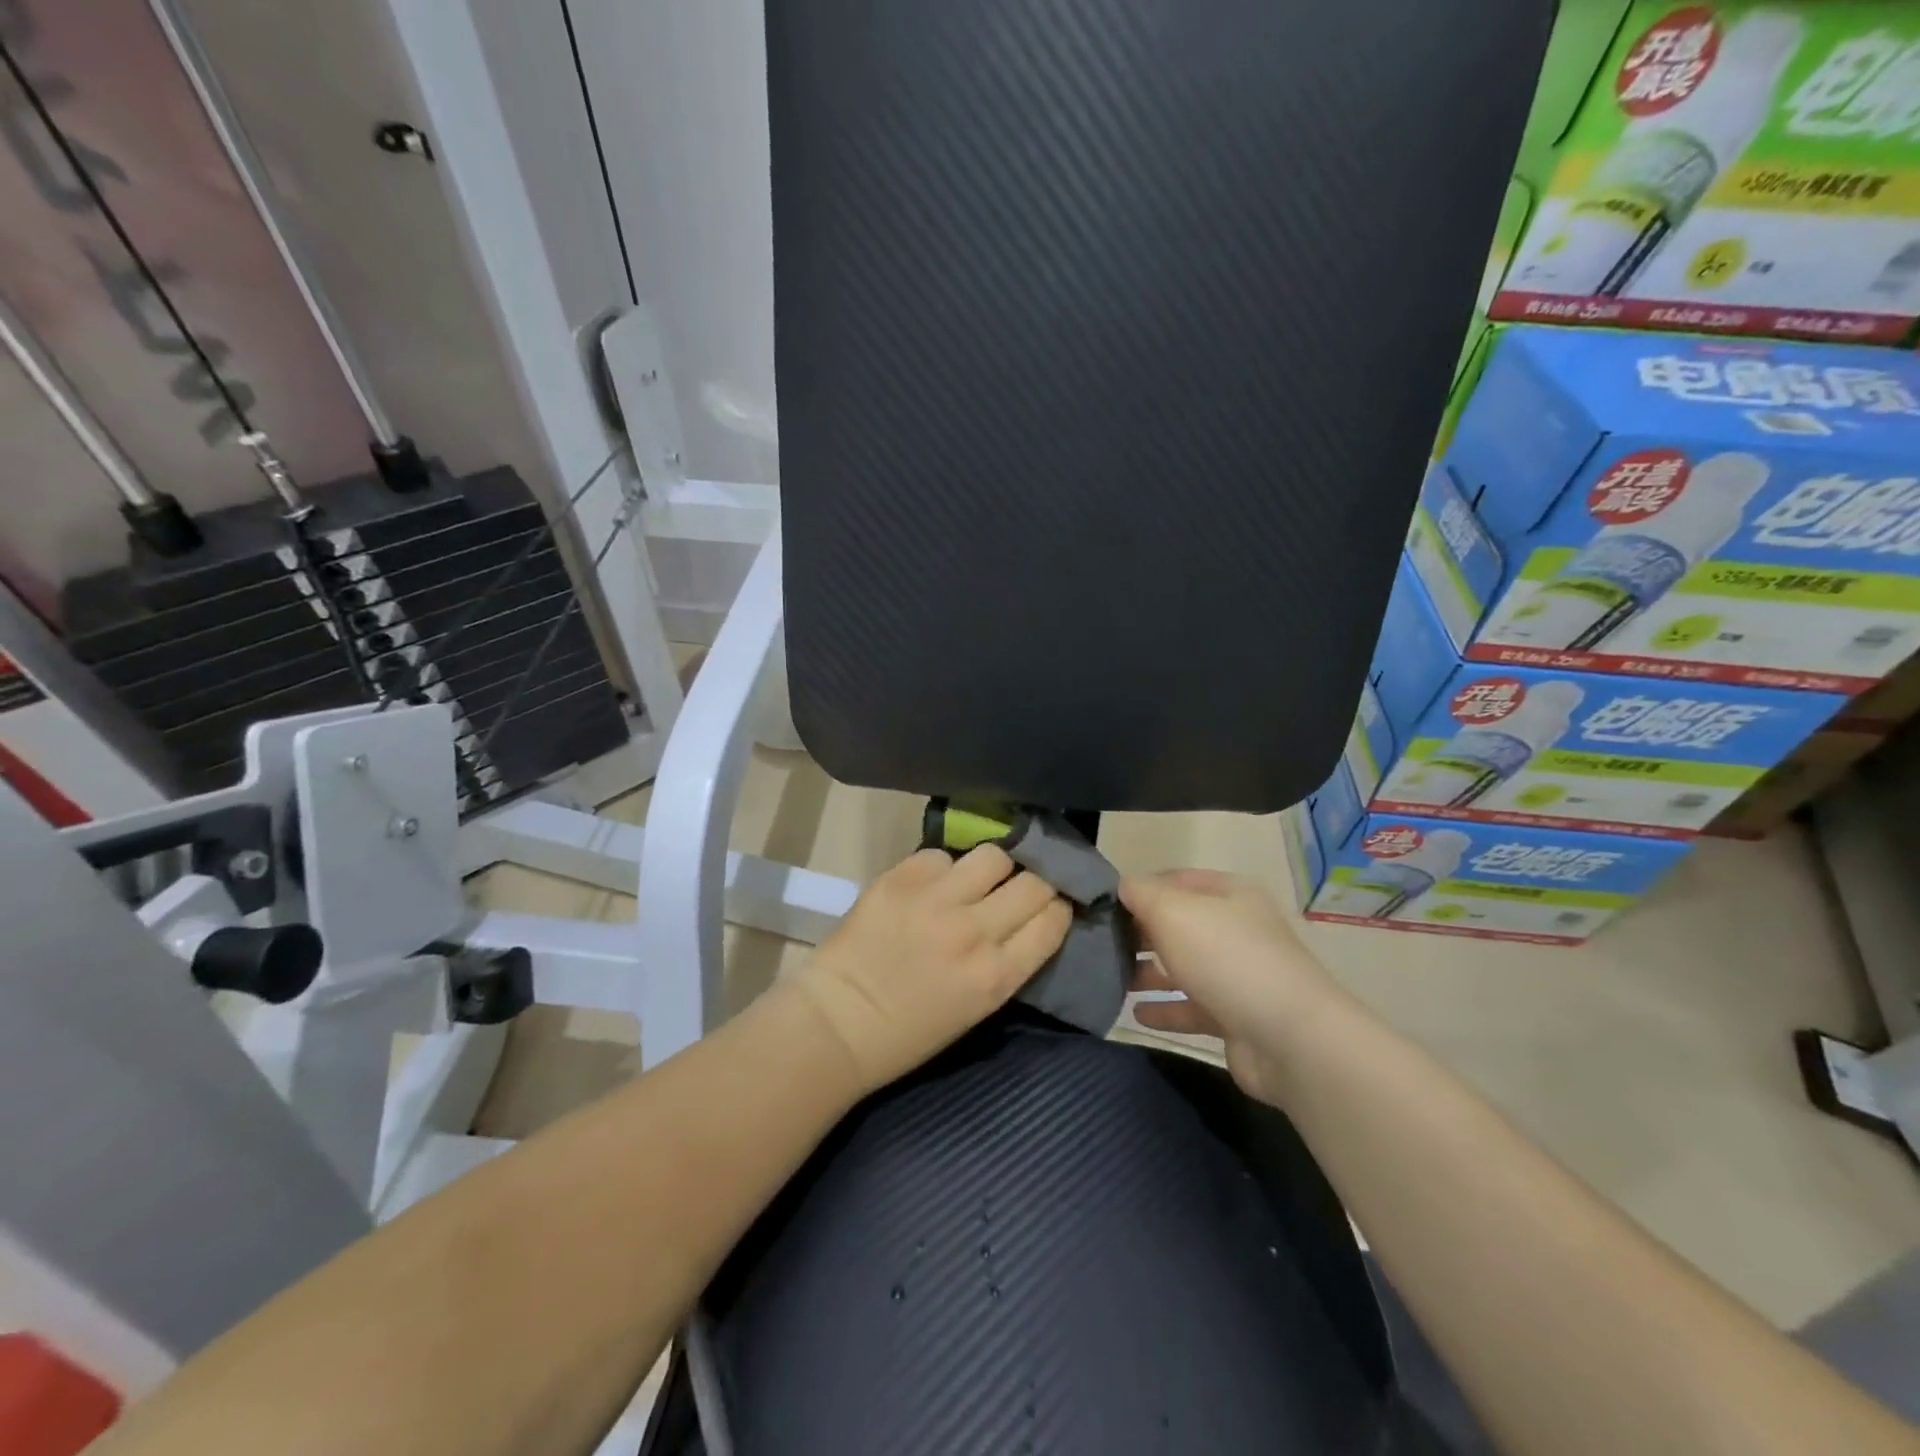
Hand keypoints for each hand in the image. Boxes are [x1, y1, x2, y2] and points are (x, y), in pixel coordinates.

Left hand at [791, 846, 1073, 1093]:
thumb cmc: (909, 1032)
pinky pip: (941, 856)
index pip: (1053, 920)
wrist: (838, 1023)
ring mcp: (936, 899)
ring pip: (993, 856)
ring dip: (992, 868)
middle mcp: (974, 930)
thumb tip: (1028, 919)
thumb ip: (1007, 961)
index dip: (1058, 907)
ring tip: (977, 880)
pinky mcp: (902, 878)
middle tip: (1021, 887)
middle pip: (1033, 882)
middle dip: (1036, 882)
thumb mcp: (976, 1008)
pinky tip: (931, 886)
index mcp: (996, 975)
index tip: (1051, 904)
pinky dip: (942, 868)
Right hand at [1122, 870, 1340, 1105]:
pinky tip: (1135, 1014)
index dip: (1140, 888)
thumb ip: (1141, 894)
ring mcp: (1238, 975)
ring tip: (1109, 978)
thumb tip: (1122, 886)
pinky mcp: (1236, 1017)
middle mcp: (1235, 929)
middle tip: (1099, 943)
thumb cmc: (1226, 958)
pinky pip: (1191, 1007)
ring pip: (1183, 966)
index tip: (1103, 904)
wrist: (1290, 1038)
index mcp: (1229, 894)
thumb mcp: (1173, 912)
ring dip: (1148, 972)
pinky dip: (1164, 1009)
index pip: (1175, 879)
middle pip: (1178, 923)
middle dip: (1140, 932)